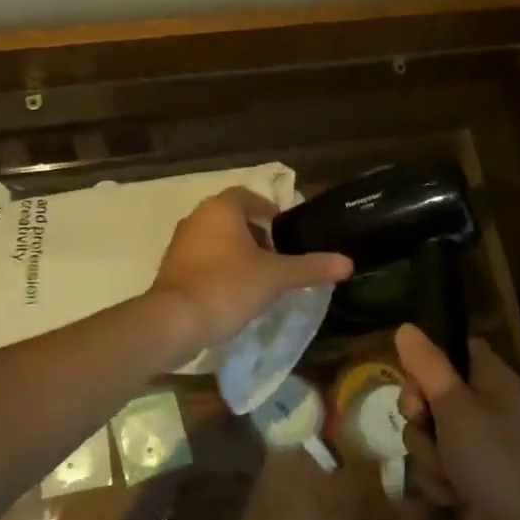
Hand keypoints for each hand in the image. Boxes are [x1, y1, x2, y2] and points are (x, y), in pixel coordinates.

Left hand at [150, 187, 353, 349]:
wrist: (174, 322)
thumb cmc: (227, 287)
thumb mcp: (276, 277)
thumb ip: (311, 267)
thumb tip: (348, 263)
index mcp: (222, 208)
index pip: (250, 198)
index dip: (271, 213)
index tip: (287, 236)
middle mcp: (197, 217)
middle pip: (233, 218)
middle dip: (256, 235)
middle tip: (277, 259)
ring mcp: (180, 243)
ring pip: (217, 239)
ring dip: (238, 253)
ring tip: (259, 278)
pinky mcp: (171, 268)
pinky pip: (202, 259)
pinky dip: (219, 268)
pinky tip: (233, 293)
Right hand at [396, 325, 519, 519]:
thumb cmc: (493, 459)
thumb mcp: (455, 406)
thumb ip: (427, 366)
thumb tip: (405, 326)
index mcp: (490, 378)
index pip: (452, 349)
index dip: (427, 361)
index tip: (417, 380)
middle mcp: (482, 404)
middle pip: (429, 391)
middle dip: (419, 415)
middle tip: (425, 424)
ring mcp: (474, 442)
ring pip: (426, 431)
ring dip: (428, 454)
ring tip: (448, 472)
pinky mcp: (465, 473)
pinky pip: (433, 462)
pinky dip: (437, 479)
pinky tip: (452, 494)